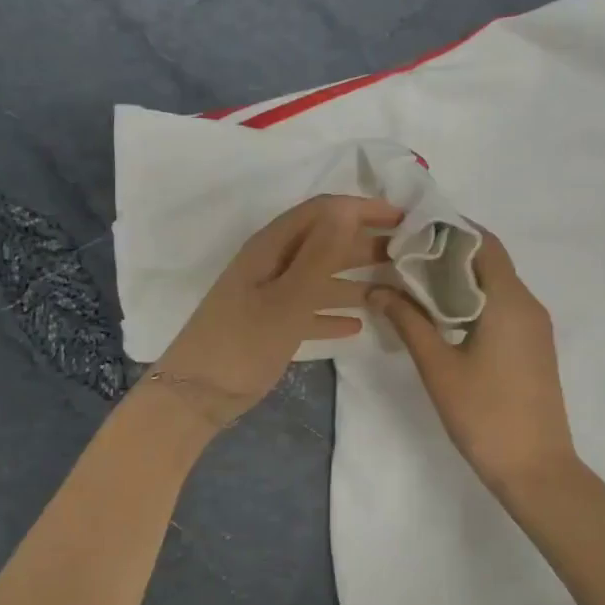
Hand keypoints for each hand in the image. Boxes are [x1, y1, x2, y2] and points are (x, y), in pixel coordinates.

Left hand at [152, 194, 400, 426]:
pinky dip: (332, 312)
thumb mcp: (287, 298)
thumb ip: (320, 254)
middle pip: (324, 241)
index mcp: (272, 247)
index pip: (323, 211)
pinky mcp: (270, 324)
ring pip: (320, 277)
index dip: (363, 208)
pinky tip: (357, 325)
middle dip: (365, 243)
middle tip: (408, 254)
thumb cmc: (243, 343)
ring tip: (393, 289)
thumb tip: (348, 208)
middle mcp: (272, 263)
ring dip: (354, 280)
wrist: (195, 395)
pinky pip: (309, 309)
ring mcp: (269, 295)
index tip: (405, 218)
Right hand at [372, 231, 578, 494]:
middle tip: (402, 257)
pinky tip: (440, 316)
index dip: (448, 229)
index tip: (411, 230)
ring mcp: (534, 327)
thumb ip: (408, 322)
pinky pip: (502, 307)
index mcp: (509, 300)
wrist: (536, 469)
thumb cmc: (485, 415)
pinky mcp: (533, 347)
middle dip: (447, 253)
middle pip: (489, 261)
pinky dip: (471, 300)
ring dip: (458, 278)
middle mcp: (528, 304)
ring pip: (495, 285)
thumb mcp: (438, 367)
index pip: (483, 242)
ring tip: (413, 283)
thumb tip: (377, 290)